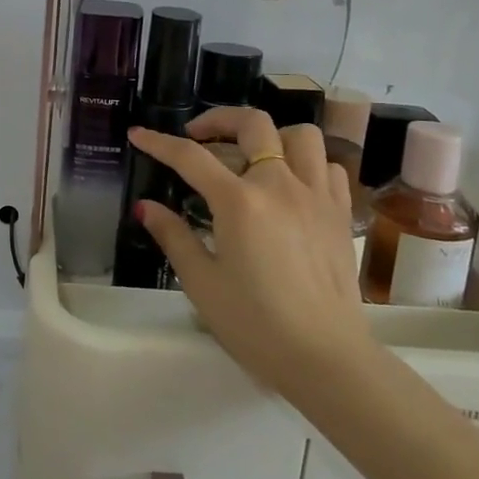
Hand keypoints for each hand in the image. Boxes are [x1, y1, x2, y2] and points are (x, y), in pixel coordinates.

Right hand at [130, 109, 370, 388]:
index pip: (191, 157)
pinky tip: (290, 184)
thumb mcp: (201, 282)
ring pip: (300, 136)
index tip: (139, 135)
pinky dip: (306, 163)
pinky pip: (328, 166)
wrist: (326, 358)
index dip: (159, 143)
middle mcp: (280, 185)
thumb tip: (146, 208)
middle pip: (253, 124)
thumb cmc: (255, 324)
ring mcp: (316, 196)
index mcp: (239, 202)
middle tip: (198, 136)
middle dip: (218, 120)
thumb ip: (173, 236)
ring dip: (271, 136)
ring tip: (251, 157)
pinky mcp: (340, 214)